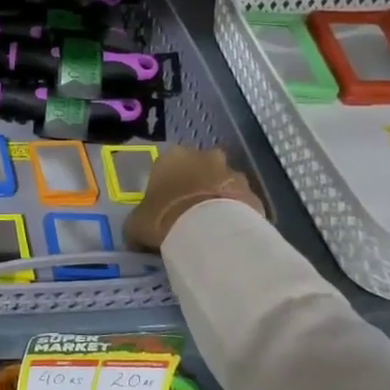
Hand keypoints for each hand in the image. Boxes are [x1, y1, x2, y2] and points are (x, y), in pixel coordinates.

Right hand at [124, 146, 261, 252]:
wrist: (210, 233)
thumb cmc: (164, 219)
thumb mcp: (136, 223)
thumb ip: (138, 221)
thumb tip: (137, 233)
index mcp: (172, 156)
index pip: (166, 164)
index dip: (165, 184)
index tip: (163, 204)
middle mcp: (204, 157)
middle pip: (199, 168)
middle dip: (196, 183)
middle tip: (187, 211)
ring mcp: (233, 174)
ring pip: (222, 183)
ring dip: (217, 197)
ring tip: (209, 225)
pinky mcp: (254, 194)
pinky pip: (240, 203)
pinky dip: (235, 214)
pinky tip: (226, 233)